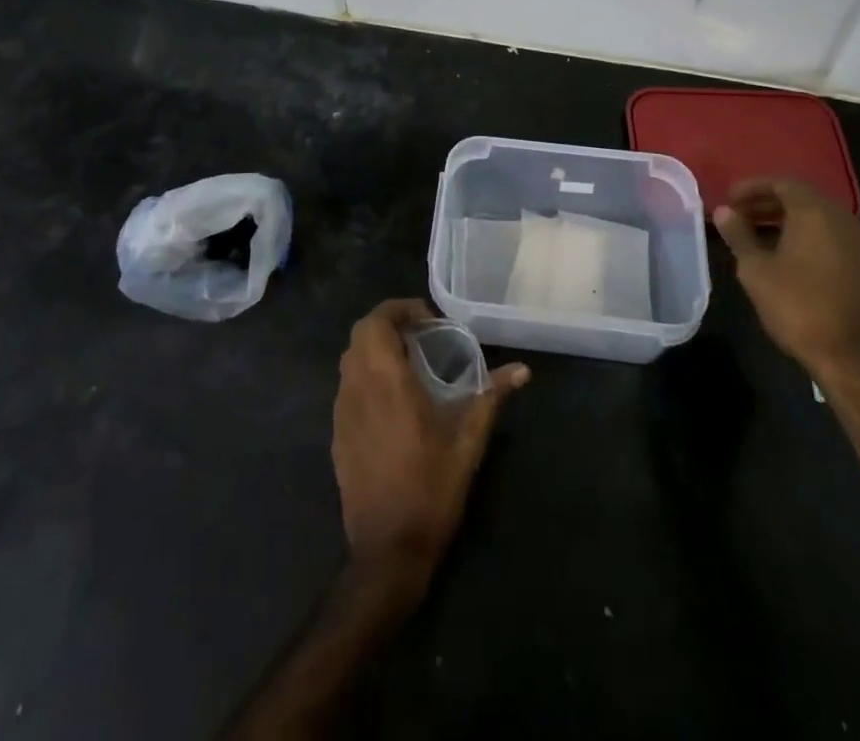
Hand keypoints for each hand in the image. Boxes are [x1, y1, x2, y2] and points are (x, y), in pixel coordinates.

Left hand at [332, 300, 529, 588]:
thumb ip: (491, 396)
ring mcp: (342, 412)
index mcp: (386, 381)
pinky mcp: (337, 435)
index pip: (377, 321)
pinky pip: (347, 386)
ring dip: (375, 348)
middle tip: (422, 336)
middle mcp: (357, 388)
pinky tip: (393, 400)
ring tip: (410, 362)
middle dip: (389, 324)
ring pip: (350, 359)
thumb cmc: (430, 489)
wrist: (387, 551)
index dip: (399, 309)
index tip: (429, 320)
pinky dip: (366, 375)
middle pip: (360, 333)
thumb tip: (522, 370)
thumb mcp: (468, 441)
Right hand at [713, 178, 859, 384]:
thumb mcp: (756, 270)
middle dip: (768, 202)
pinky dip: (807, 236)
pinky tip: (788, 257)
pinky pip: (832, 237)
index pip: (782, 183)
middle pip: (801, 198)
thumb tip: (724, 210)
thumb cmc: (798, 307)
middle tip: (739, 215)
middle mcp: (842, 219)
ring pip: (818, 218)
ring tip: (758, 236)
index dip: (752, 187)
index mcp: (815, 213)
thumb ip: (739, 234)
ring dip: (787, 220)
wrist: (854, 358)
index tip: (729, 198)